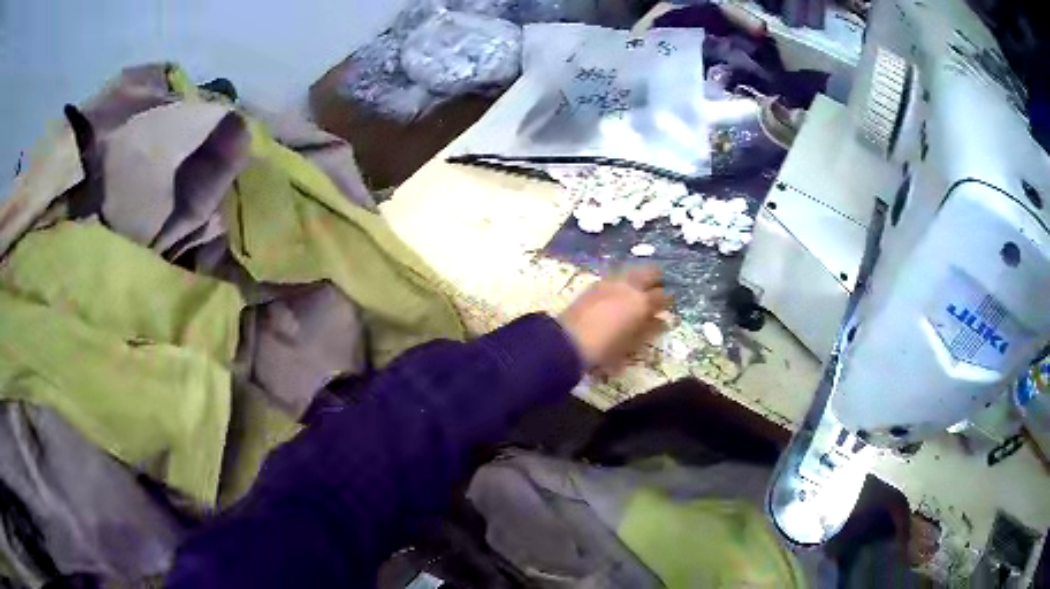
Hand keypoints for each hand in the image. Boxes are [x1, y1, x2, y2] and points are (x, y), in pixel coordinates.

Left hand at [558, 266, 670, 370]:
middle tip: (659, 285)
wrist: (569, 340)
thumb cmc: (605, 348)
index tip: (671, 304)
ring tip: (640, 286)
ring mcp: (611, 282)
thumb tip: (662, 321)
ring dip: (639, 276)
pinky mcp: (595, 284)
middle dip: (657, 277)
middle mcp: (629, 286)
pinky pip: (616, 276)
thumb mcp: (632, 344)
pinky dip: (623, 280)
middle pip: (650, 272)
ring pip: (632, 271)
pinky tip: (621, 289)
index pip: (663, 296)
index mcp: (642, 302)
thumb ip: (649, 329)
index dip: (669, 300)